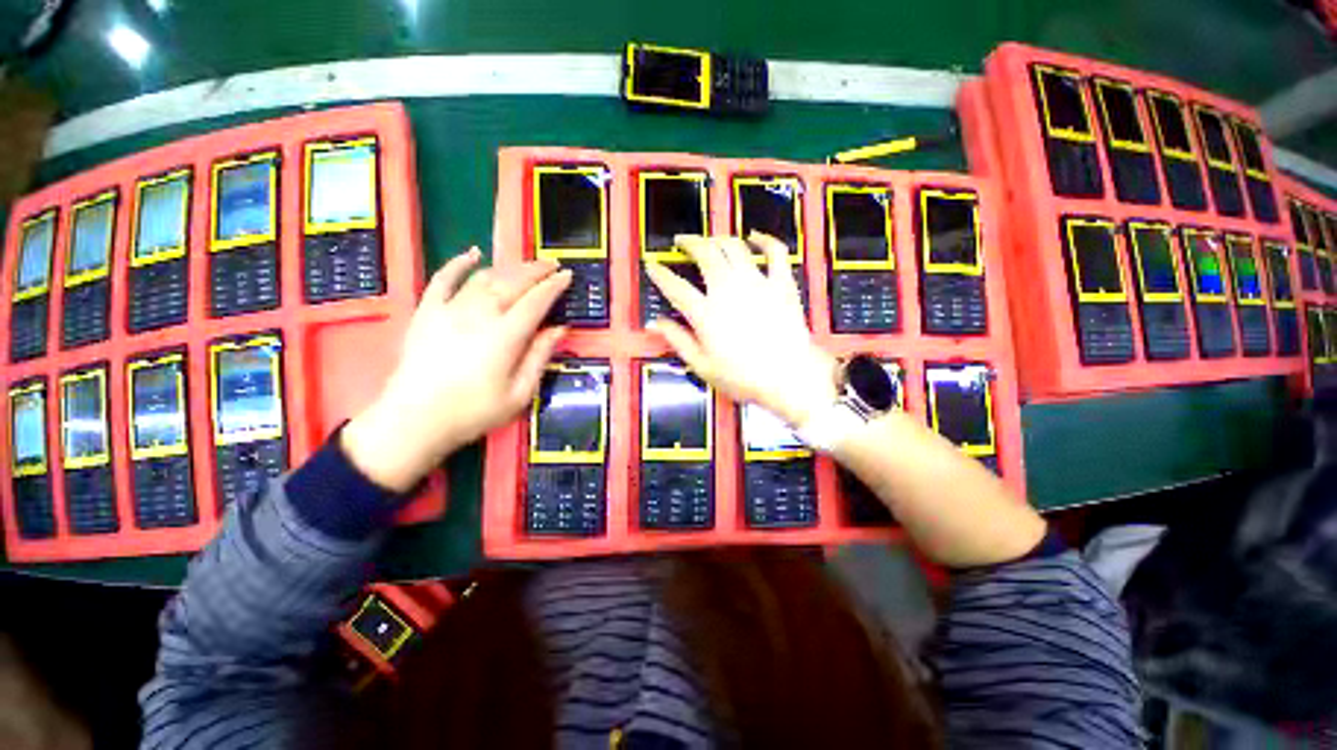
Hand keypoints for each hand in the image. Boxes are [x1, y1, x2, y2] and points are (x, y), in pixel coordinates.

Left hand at [343, 249, 570, 490]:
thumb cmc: (473, 412)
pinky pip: (443, 279)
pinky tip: (472, 252)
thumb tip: (560, 329)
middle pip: (513, 282)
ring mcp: (450, 309)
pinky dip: (458, 263)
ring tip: (526, 266)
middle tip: (552, 264)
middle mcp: (480, 314)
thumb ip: (540, 357)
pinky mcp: (427, 312)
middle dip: (536, 270)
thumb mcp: (519, 393)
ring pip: (484, 278)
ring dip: (509, 268)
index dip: (554, 286)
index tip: (568, 275)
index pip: (536, 301)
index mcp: (506, 336)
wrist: (414, 421)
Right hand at [645, 233, 837, 426]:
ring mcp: (757, 282)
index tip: (652, 265)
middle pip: (705, 254)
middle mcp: (728, 290)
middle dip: (689, 243)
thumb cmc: (744, 376)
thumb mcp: (702, 366)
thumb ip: (678, 340)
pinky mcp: (781, 283)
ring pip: (734, 247)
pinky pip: (774, 252)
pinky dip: (764, 240)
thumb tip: (657, 323)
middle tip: (681, 241)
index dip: (660, 274)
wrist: (789, 377)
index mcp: (706, 313)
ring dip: (719, 238)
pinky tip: (755, 236)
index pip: (675, 287)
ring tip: (711, 240)